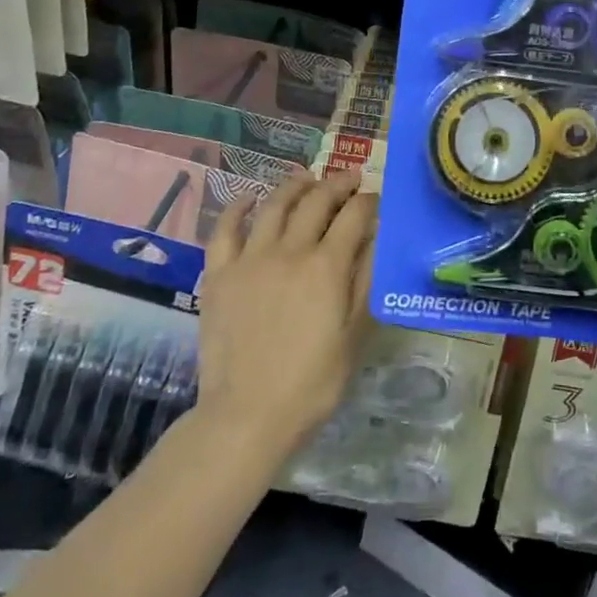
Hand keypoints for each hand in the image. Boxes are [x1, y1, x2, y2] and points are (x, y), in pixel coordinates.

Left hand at [191, 169, 375, 460]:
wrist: (247, 416)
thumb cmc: (312, 383)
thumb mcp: (355, 335)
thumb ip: (366, 281)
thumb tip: (377, 238)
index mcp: (327, 266)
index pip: (354, 216)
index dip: (368, 202)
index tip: (376, 199)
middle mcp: (290, 250)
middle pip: (317, 201)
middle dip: (338, 184)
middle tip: (350, 180)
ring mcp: (251, 258)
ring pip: (275, 205)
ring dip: (295, 186)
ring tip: (307, 179)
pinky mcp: (220, 274)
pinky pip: (225, 229)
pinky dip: (237, 207)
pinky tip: (249, 198)